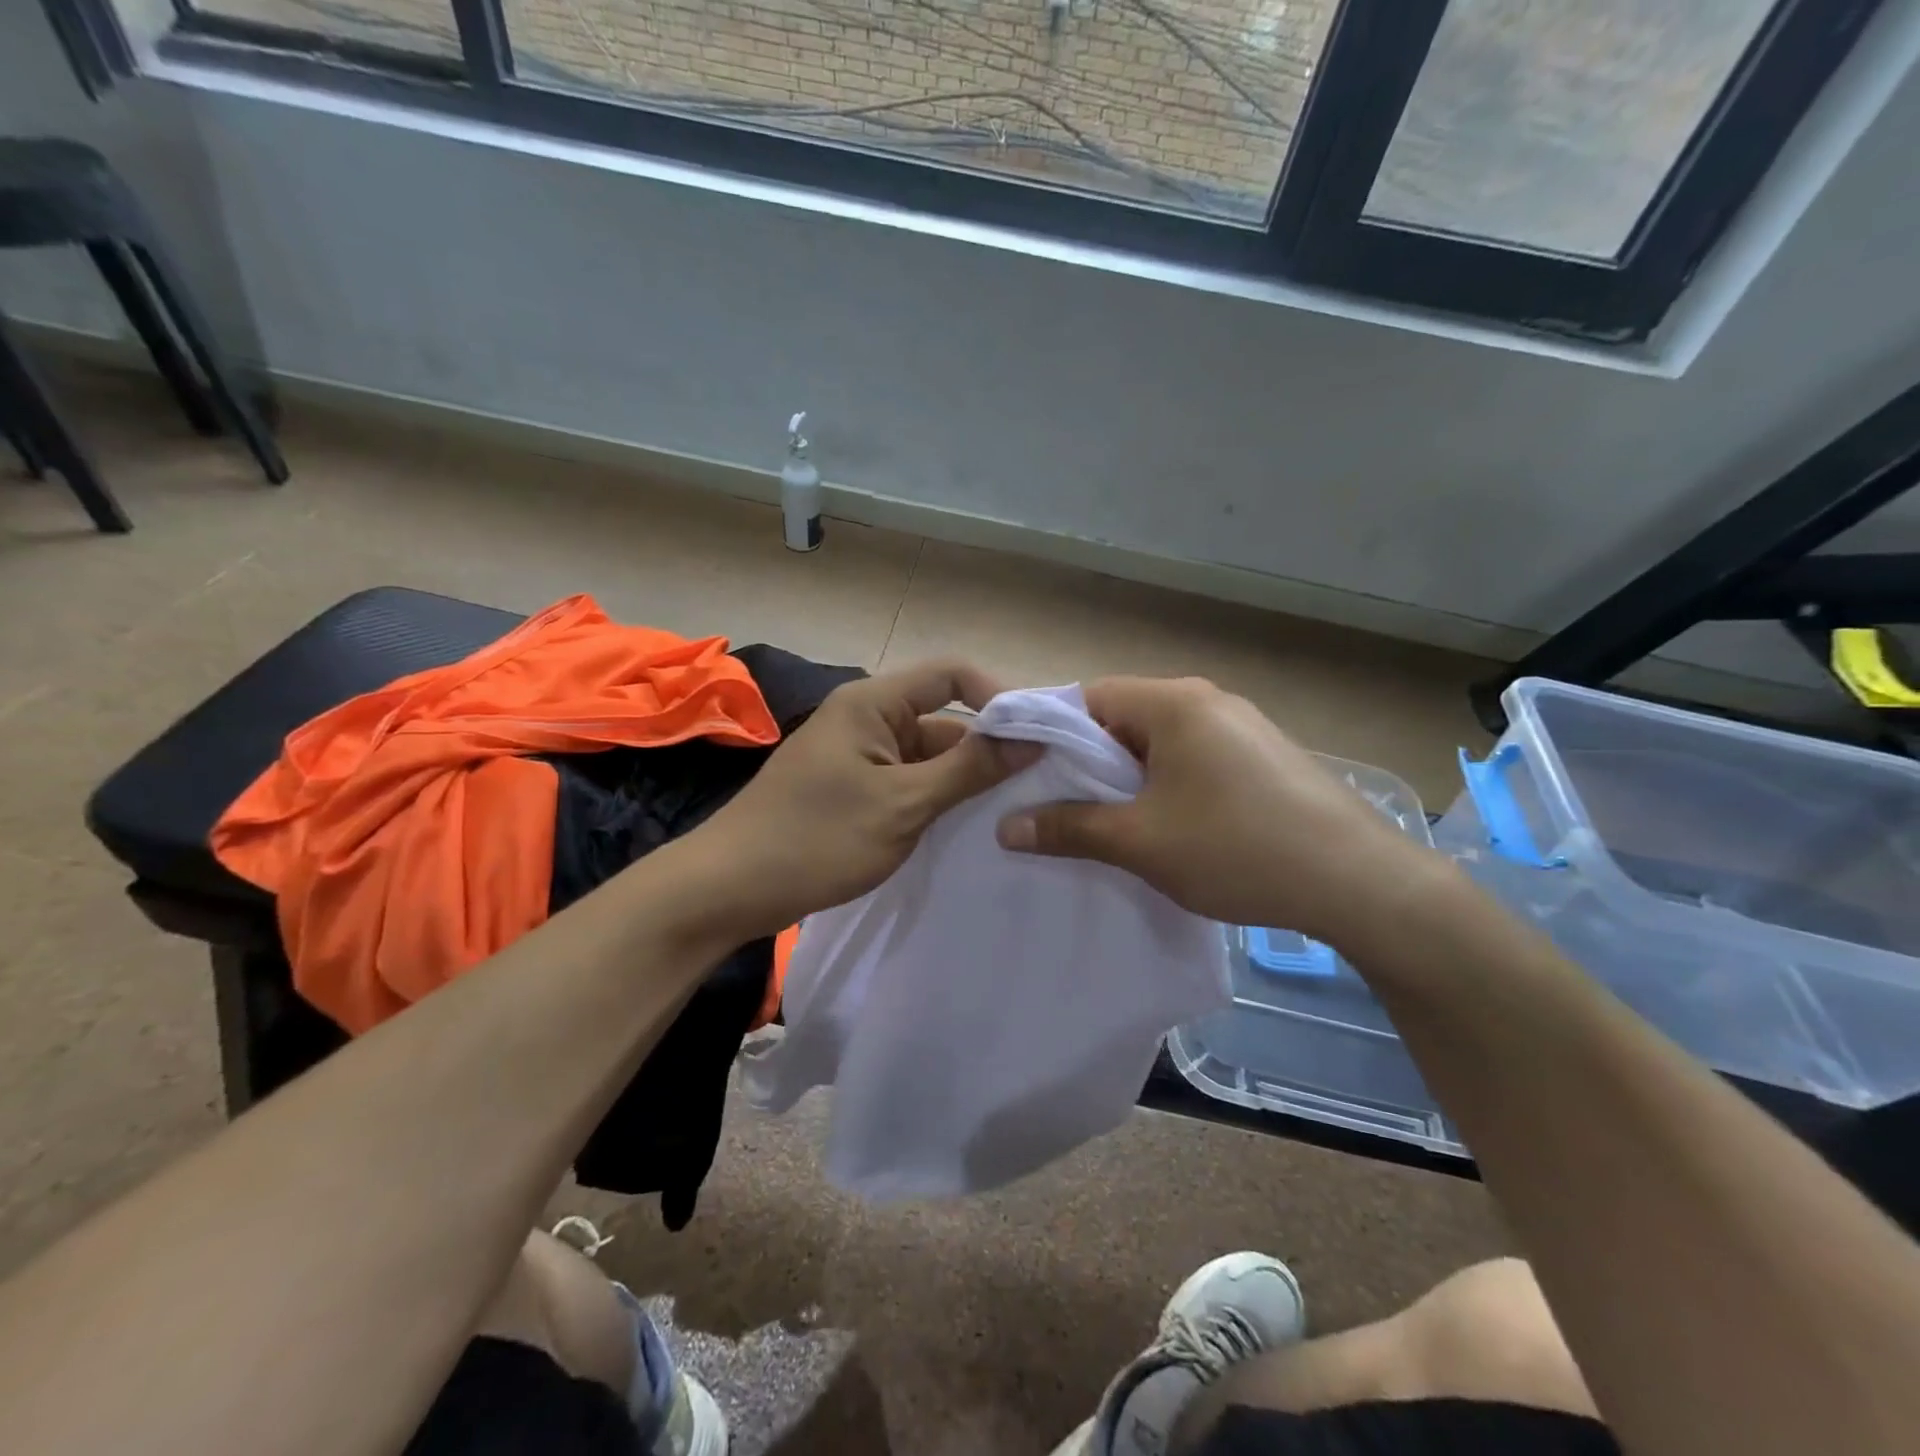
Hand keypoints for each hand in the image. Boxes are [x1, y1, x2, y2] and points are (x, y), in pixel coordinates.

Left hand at [688, 659, 1039, 938]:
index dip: (998, 696)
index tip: (1037, 736)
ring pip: (928, 756)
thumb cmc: (817, 838)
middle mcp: (867, 719)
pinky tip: (967, 828)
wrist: (730, 890)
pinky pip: (908, 782)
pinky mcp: (854, 790)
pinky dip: (937, 799)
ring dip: (964, 779)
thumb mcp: (903, 804)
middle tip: (1037, 786)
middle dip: (987, 748)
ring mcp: (859, 757)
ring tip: (1012, 812)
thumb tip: (1030, 738)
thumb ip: (969, 769)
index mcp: (873, 703)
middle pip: (943, 718)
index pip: (951, 674)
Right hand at [995, 676, 1442, 944]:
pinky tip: (1174, 827)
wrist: (1360, 882)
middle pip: (1123, 718)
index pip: (1087, 697)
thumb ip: (1069, 828)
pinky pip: (1195, 757)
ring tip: (1116, 824)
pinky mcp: (1264, 755)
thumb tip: (1006, 827)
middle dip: (1091, 762)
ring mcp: (1242, 725)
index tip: (1032, 778)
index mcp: (1173, 702)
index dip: (1052, 735)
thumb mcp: (1140, 842)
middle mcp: (1207, 699)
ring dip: (1131, 777)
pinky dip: (1169, 784)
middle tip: (1067, 809)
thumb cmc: (1236, 848)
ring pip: (1160, 741)